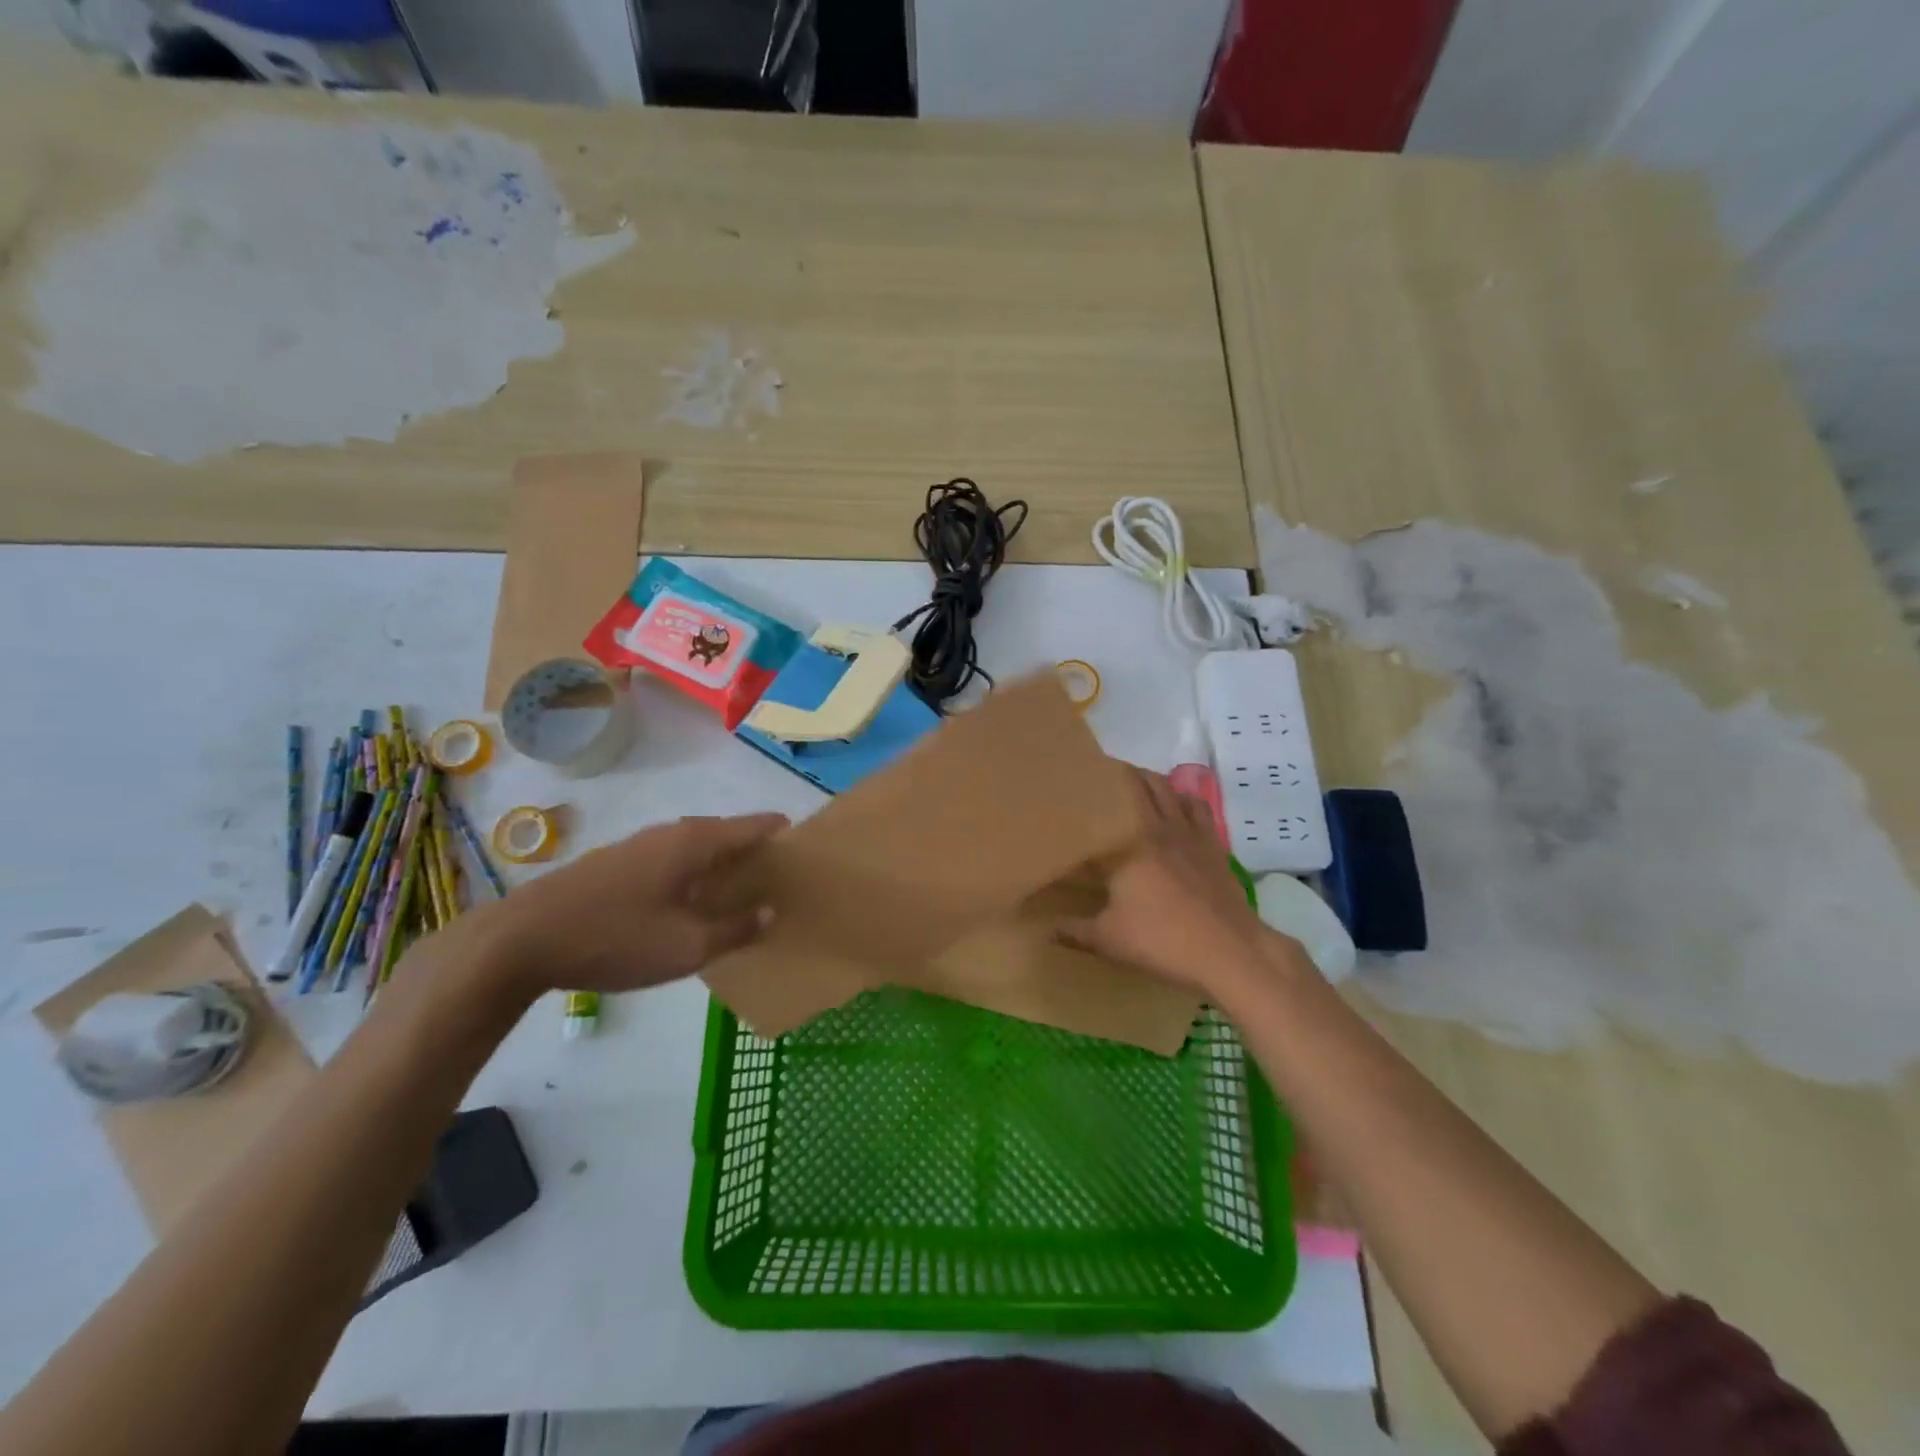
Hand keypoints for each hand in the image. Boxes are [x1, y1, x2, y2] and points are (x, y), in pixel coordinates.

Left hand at [467, 813, 787, 995]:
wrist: (519, 940)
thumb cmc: (615, 938)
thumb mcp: (686, 946)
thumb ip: (735, 929)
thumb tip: (772, 911)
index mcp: (695, 842)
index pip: (753, 825)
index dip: (781, 833)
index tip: (804, 848)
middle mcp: (670, 833)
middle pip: (725, 833)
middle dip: (753, 851)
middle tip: (776, 878)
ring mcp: (638, 845)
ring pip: (695, 846)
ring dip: (720, 863)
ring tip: (738, 892)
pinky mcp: (614, 863)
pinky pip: (670, 859)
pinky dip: (691, 873)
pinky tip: (687, 902)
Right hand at [1059, 769, 1273, 995]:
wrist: (1229, 951)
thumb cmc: (1162, 941)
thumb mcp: (1108, 940)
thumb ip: (1074, 931)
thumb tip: (1047, 929)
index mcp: (1127, 845)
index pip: (1100, 811)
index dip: (1086, 796)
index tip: (1071, 788)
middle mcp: (1157, 828)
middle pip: (1139, 784)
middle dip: (1120, 774)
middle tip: (1102, 778)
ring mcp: (1189, 833)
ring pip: (1169, 789)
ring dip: (1151, 780)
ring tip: (1136, 784)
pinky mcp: (1213, 845)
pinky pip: (1198, 807)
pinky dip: (1184, 799)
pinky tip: (1177, 807)